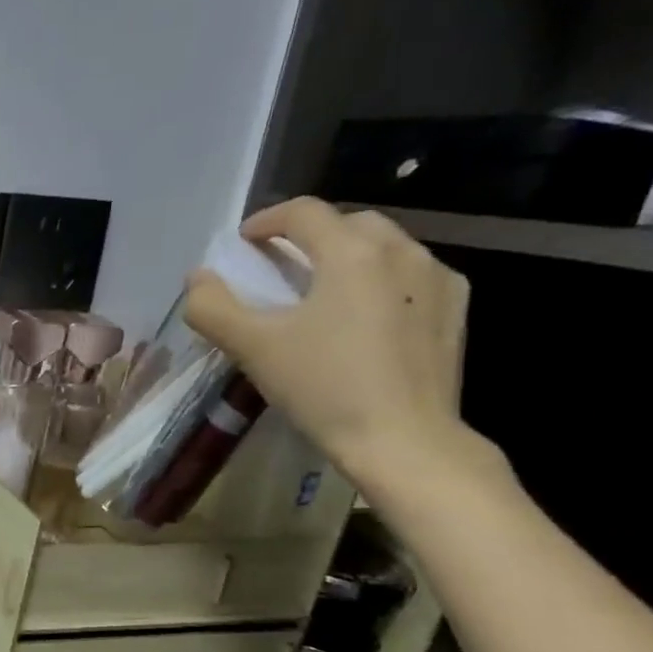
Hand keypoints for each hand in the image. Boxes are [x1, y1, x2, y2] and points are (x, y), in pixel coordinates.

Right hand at [183, 197, 491, 490]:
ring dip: (346, 256)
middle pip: (348, 223)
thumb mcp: (252, 347)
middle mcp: (402, 251)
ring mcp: (437, 279)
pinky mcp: (454, 310)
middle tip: (280, 268)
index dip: (266, 220)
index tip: (243, 244)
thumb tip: (198, 278)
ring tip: (321, 292)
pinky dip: (380, 280)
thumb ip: (213, 307)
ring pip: (385, 247)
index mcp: (352, 253)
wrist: (403, 440)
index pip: (303, 212)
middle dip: (309, 236)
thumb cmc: (323, 387)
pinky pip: (411, 276)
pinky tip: (363, 315)